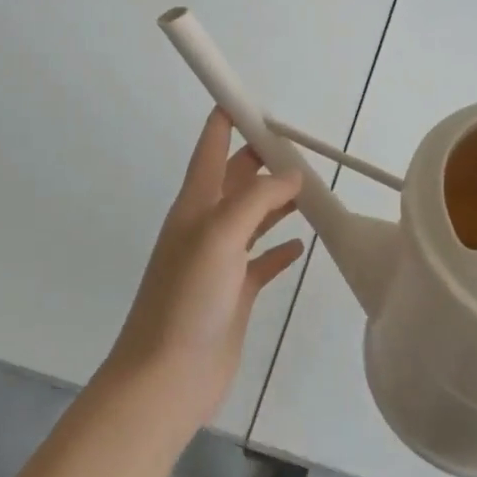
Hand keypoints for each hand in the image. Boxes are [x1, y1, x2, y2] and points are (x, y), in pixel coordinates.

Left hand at [102, 111, 304, 430]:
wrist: (167, 377)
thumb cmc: (187, 299)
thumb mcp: (220, 235)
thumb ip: (257, 199)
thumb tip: (291, 175)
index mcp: (195, 205)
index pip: (210, 149)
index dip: (226, 120)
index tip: (250, 98)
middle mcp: (207, 227)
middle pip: (237, 180)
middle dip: (262, 159)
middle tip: (298, 145)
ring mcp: (221, 261)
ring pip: (253, 217)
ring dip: (277, 201)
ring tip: (309, 187)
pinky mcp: (235, 292)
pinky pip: (262, 260)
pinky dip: (281, 247)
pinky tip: (300, 243)